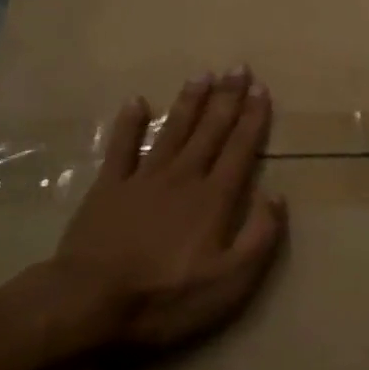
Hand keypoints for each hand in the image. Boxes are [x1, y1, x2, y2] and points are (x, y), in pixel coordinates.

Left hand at [53, 68, 287, 351]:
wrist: (92, 301)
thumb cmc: (167, 298)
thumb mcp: (231, 282)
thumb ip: (259, 237)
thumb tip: (276, 195)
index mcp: (214, 199)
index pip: (240, 150)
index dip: (253, 119)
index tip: (261, 89)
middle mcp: (182, 177)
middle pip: (209, 131)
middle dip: (227, 99)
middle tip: (238, 68)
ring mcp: (142, 178)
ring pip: (172, 130)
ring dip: (189, 102)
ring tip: (202, 75)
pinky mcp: (108, 187)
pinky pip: (121, 147)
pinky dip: (129, 123)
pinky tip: (136, 102)